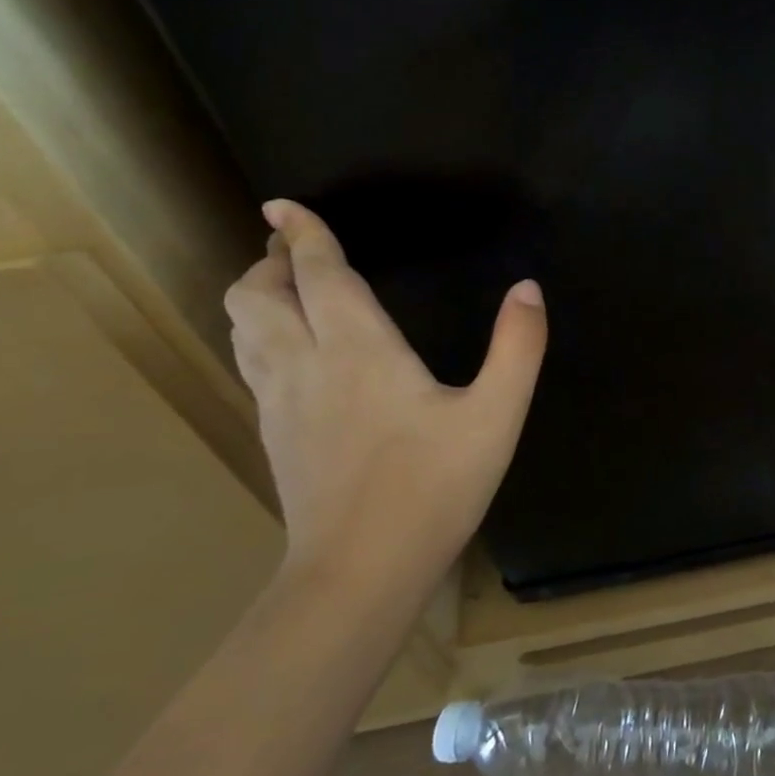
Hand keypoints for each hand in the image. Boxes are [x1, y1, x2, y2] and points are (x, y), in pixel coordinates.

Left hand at [224, 200, 546, 588]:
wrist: (360, 571)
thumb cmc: (435, 486)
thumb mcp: (497, 414)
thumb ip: (518, 346)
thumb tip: (528, 289)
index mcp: (359, 350)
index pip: (317, 275)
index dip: (302, 234)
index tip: (283, 203)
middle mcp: (307, 365)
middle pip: (258, 297)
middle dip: (270, 261)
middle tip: (293, 245)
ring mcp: (281, 402)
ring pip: (246, 329)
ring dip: (258, 296)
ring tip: (284, 284)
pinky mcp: (275, 433)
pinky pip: (253, 361)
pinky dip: (261, 333)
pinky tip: (290, 346)